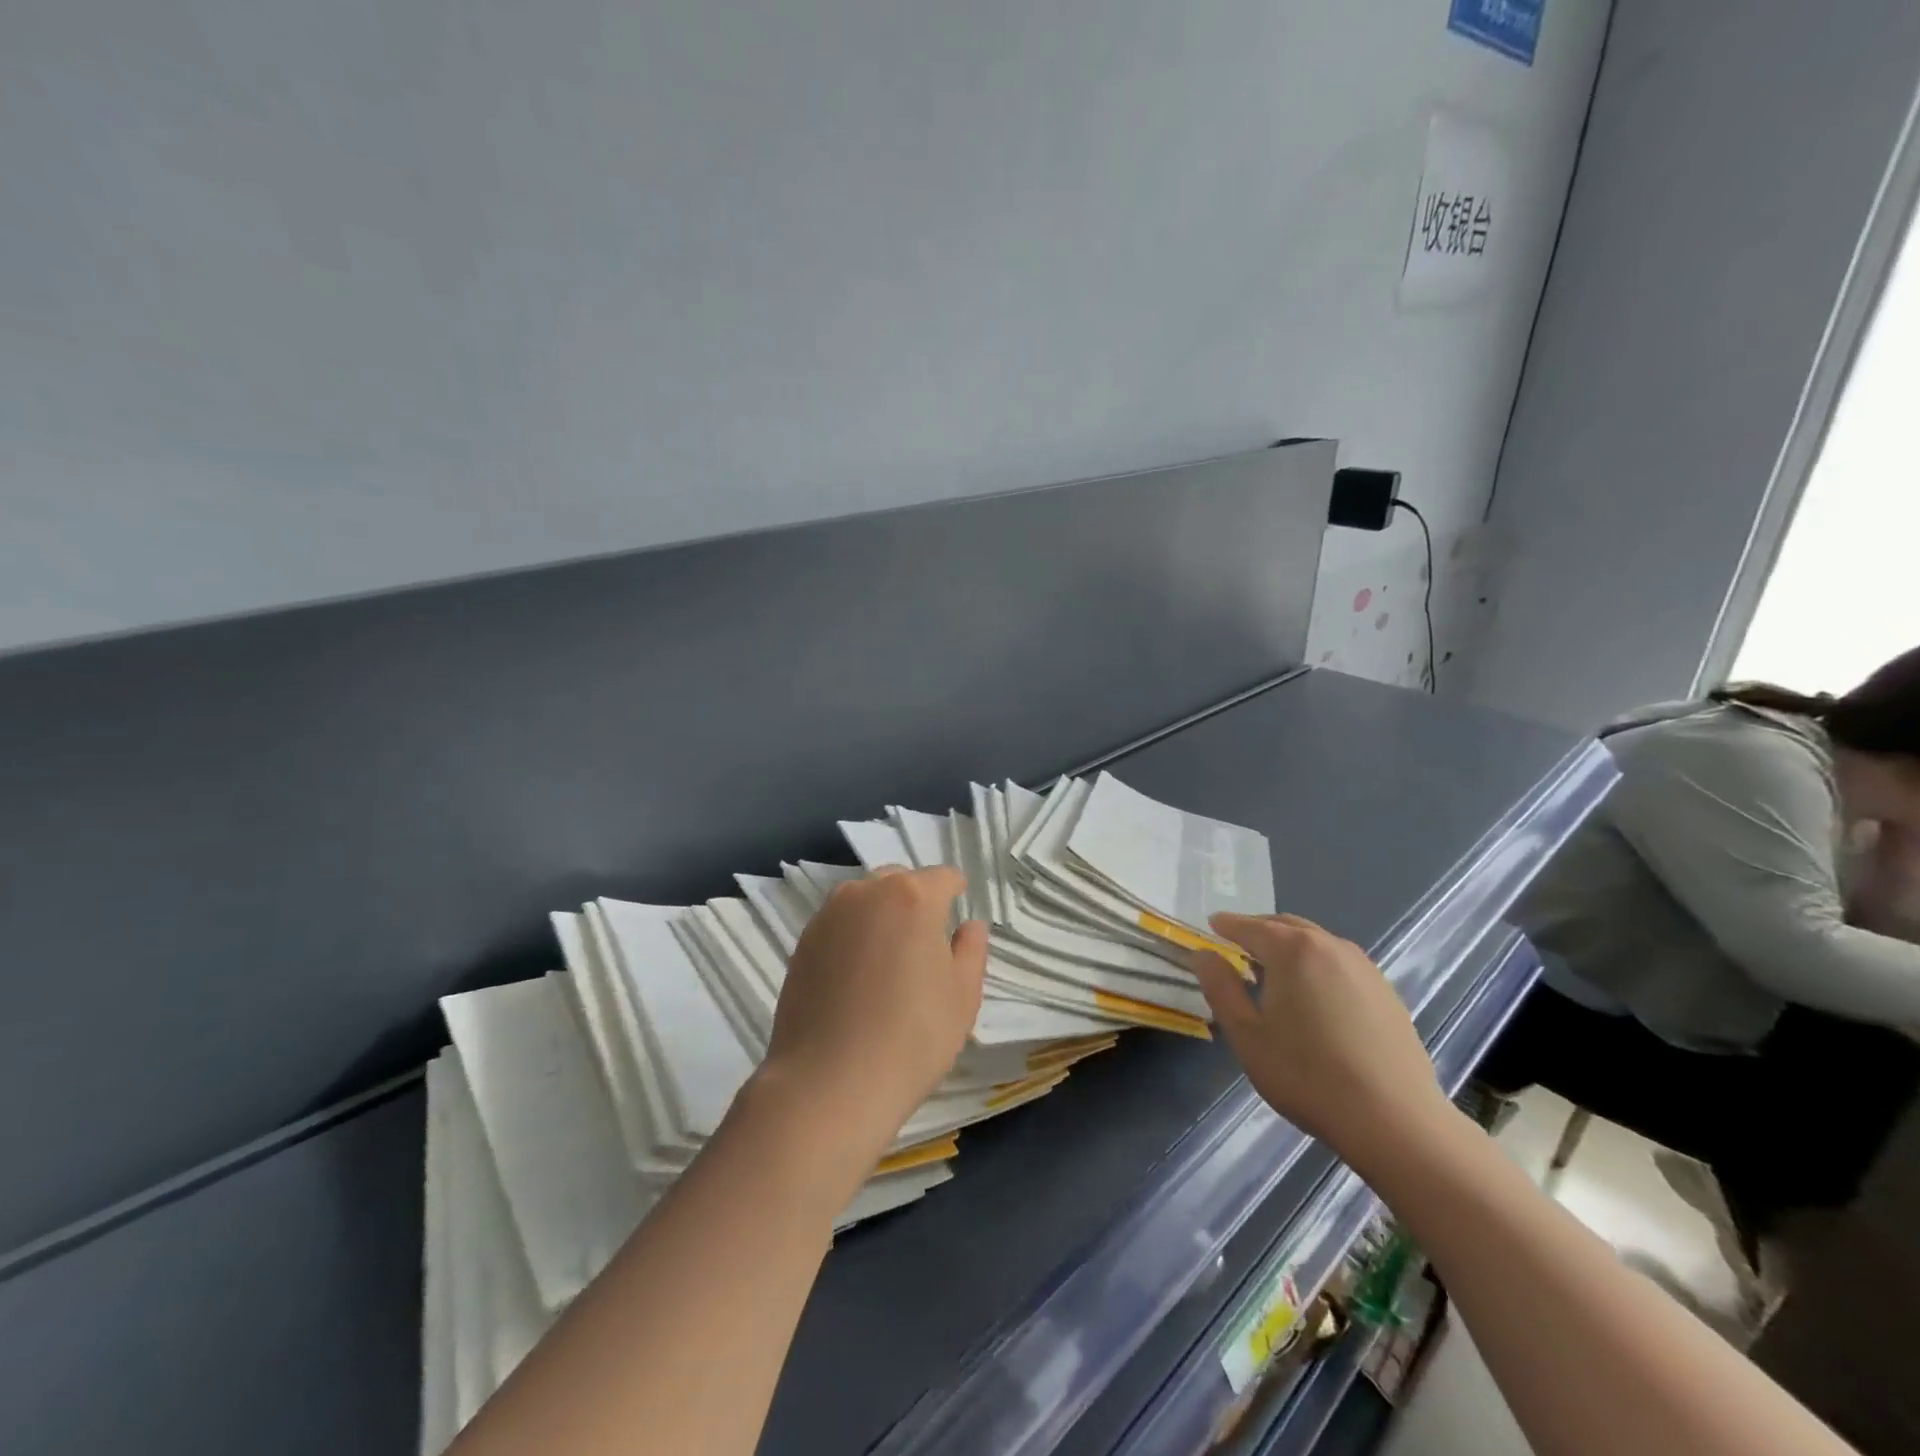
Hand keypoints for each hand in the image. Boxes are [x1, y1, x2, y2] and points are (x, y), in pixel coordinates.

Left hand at [759, 866, 986, 1164]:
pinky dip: (853, 937)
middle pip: (899, 881)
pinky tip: (857, 978)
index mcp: (911, 897)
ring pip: (864, 900)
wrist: (829, 1083)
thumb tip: (969, 925)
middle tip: (925, 943)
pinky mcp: (802, 944)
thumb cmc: (912, 1037)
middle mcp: (865, 893)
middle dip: (915, 900)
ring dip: (881, 915)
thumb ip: (971, 950)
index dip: (955, 892)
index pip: (942, 878)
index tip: (958, 911)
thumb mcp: (963, 996)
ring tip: (888, 961)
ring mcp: (828, 917)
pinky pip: (838, 926)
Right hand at [1190, 913, 1454, 1176]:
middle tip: (1237, 945)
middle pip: (1286, 926)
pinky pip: (1340, 963)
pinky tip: (1314, 995)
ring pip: (1316, 942)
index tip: (1211, 925)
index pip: (1250, 927)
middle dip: (1259, 930)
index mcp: (1293, 950)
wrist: (1394, 1120)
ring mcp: (1364, 968)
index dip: (1226, 925)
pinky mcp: (1386, 992)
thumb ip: (1221, 987)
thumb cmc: (1306, 1075)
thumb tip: (1204, 954)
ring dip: (1290, 946)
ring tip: (1273, 970)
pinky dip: (1317, 965)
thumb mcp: (1247, 1034)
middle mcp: (1330, 946)